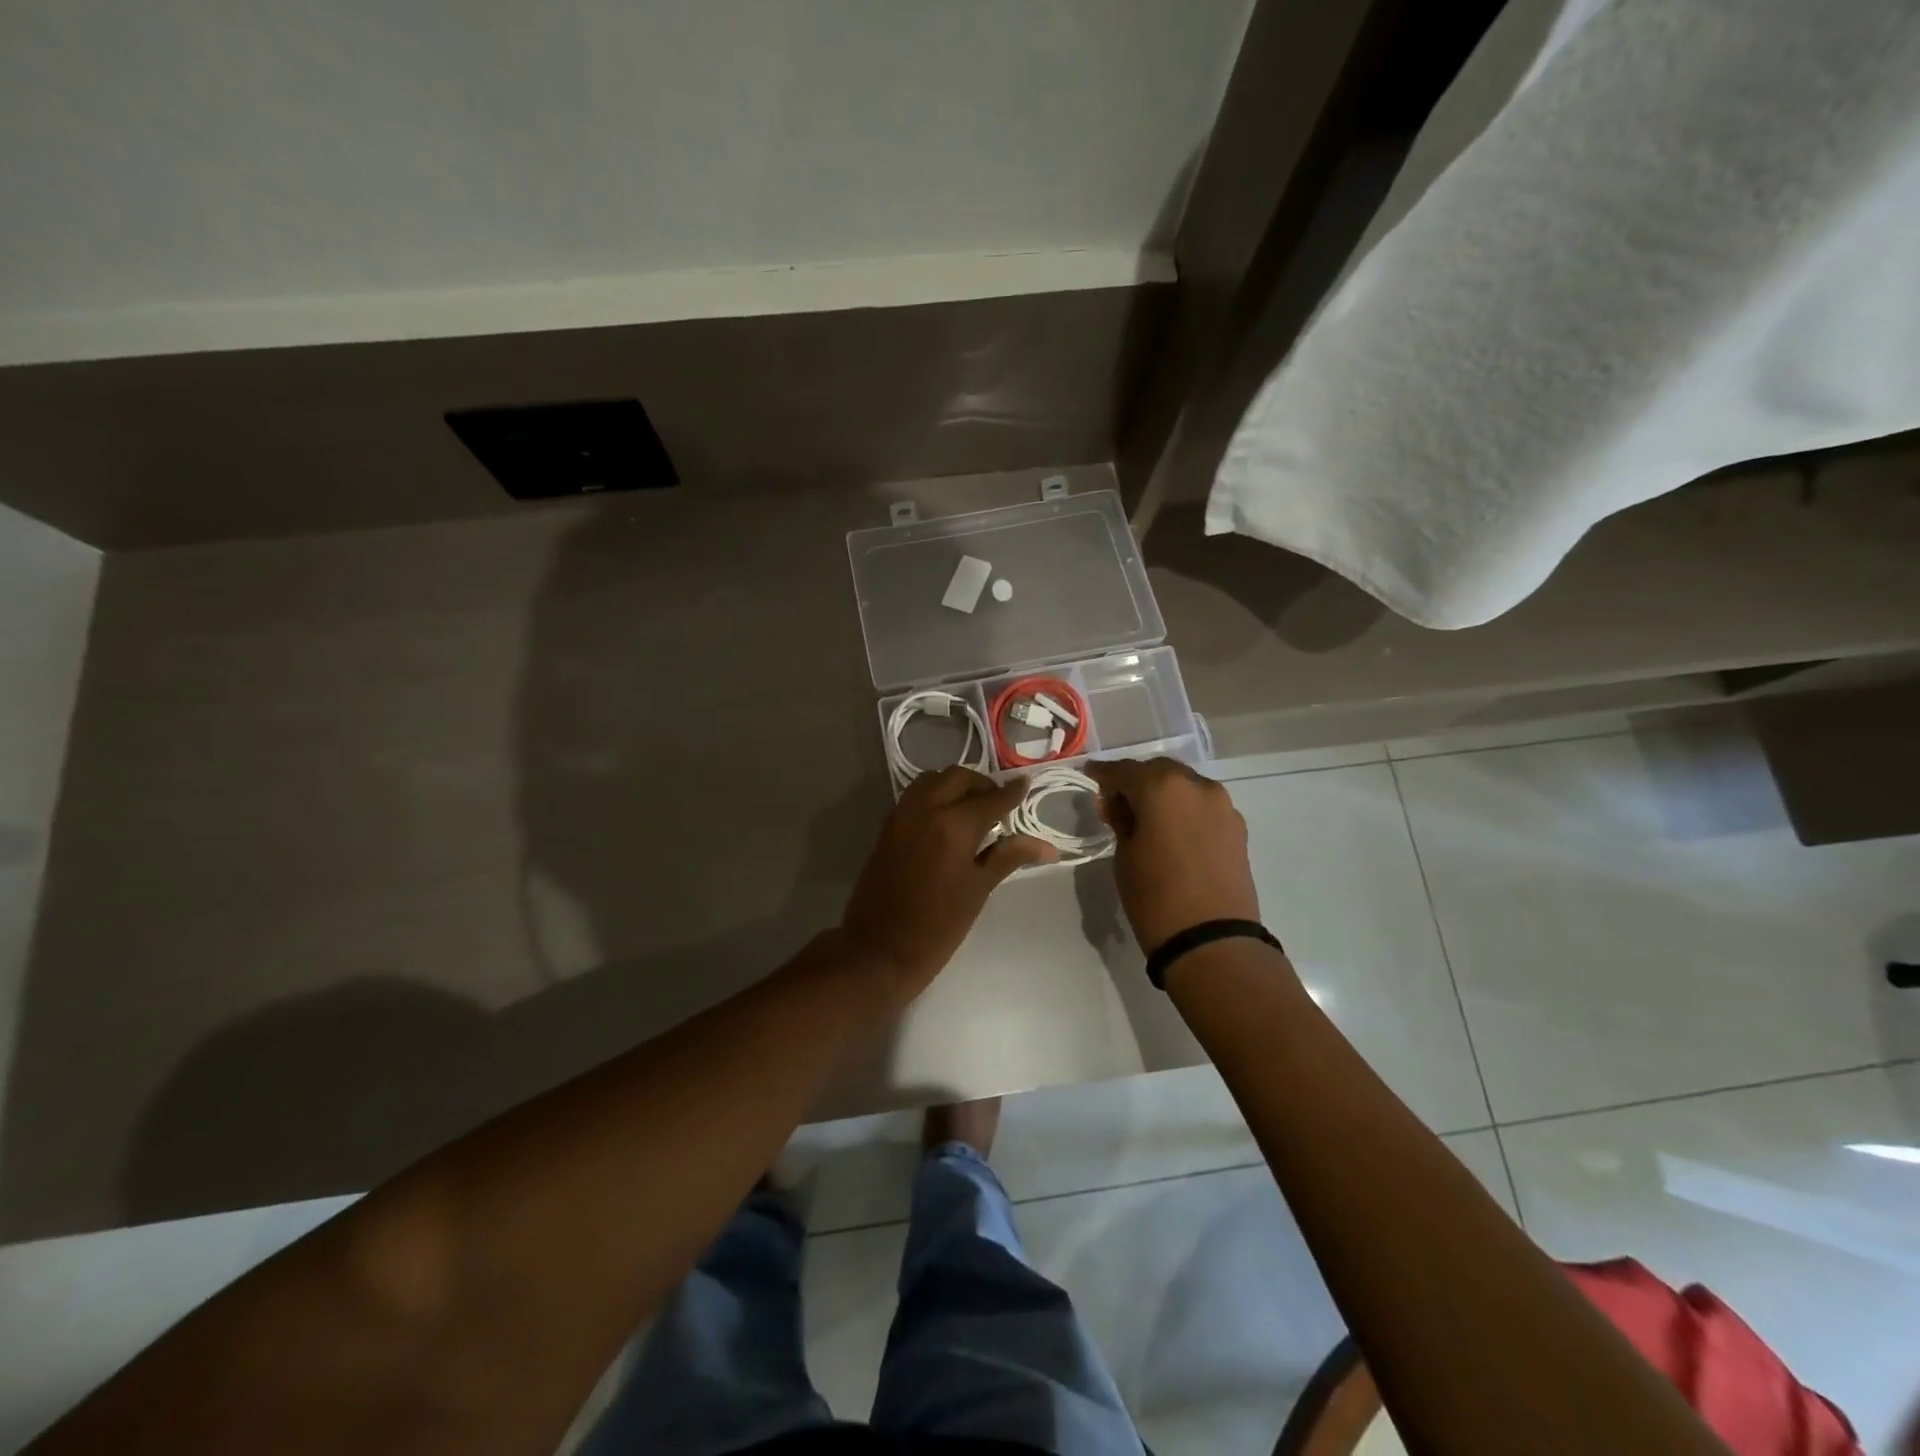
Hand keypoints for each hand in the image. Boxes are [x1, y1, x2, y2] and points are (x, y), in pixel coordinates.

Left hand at [840, 767, 1054, 1003]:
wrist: (880, 948)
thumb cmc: (938, 925)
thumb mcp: (979, 889)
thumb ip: (1009, 856)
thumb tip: (1046, 846)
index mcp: (954, 825)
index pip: (991, 798)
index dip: (1011, 792)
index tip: (1025, 784)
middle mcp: (926, 809)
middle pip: (958, 778)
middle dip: (981, 785)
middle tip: (997, 804)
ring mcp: (902, 815)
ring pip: (932, 780)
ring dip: (954, 785)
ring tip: (971, 809)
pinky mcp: (887, 826)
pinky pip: (914, 796)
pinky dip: (933, 795)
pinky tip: (946, 820)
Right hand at [1085, 758, 1259, 950]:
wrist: (1211, 941)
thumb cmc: (1155, 896)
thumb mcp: (1124, 855)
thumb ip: (1120, 820)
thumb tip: (1115, 802)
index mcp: (1163, 787)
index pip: (1125, 770)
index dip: (1104, 773)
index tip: (1090, 776)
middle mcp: (1197, 785)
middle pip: (1159, 771)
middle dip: (1137, 781)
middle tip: (1117, 801)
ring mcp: (1222, 805)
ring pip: (1185, 786)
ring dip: (1164, 793)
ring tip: (1146, 816)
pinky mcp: (1237, 828)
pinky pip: (1203, 806)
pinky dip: (1185, 809)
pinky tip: (1173, 830)